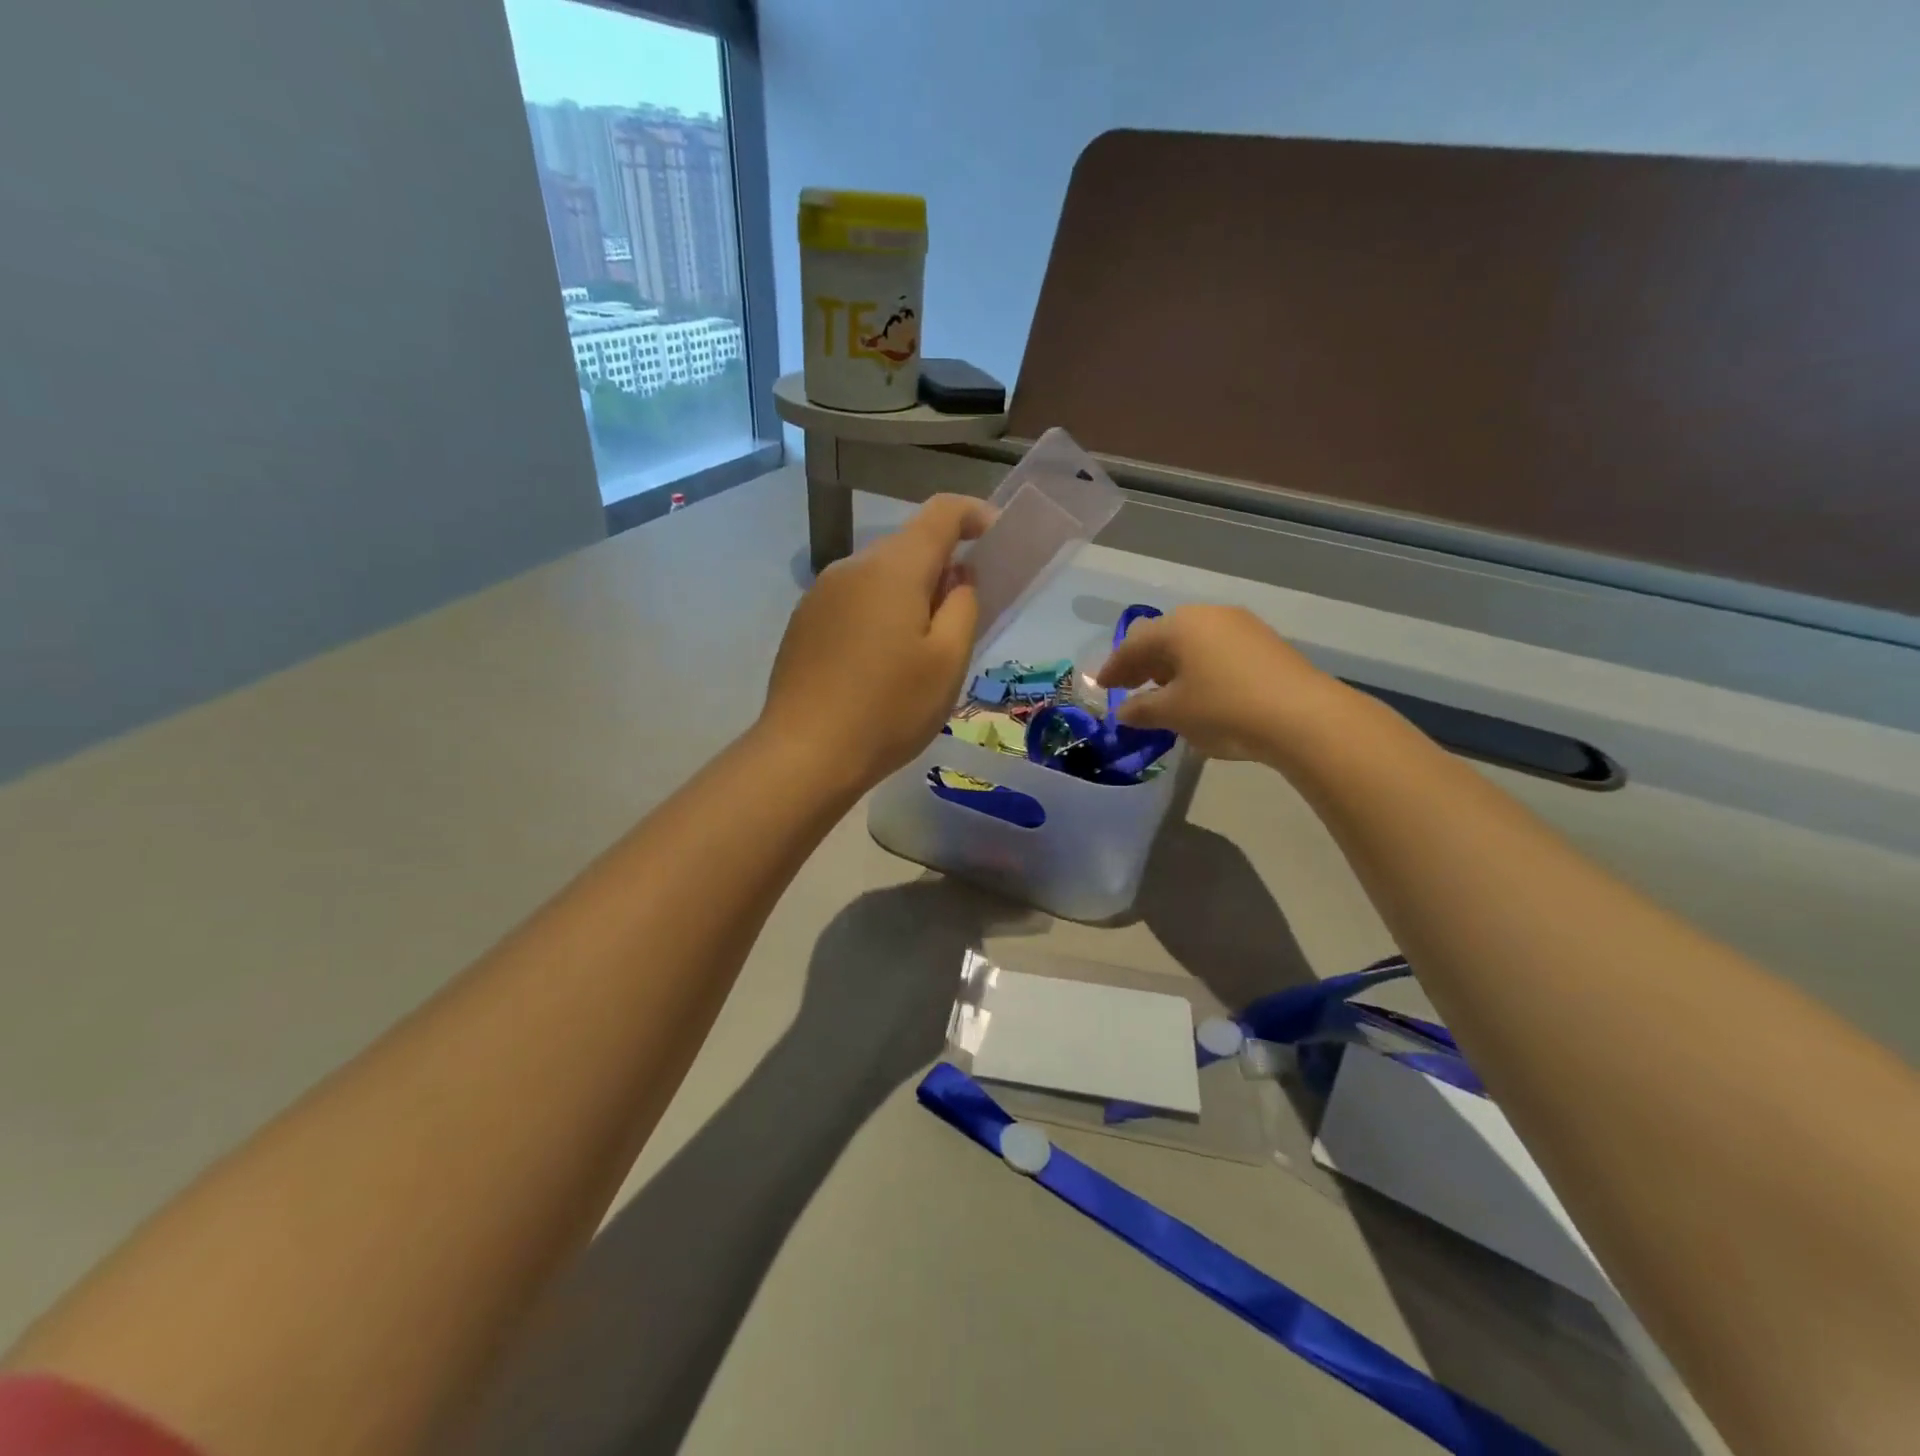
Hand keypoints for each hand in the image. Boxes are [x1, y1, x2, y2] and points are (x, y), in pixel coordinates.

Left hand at [761, 495, 991, 790]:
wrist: (806, 754)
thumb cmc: (889, 709)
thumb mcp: (948, 662)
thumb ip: (963, 607)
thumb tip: (957, 578)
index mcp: (893, 568)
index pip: (941, 513)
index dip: (975, 515)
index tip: (996, 538)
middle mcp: (852, 567)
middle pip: (908, 547)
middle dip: (942, 569)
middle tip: (962, 619)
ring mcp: (820, 594)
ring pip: (879, 577)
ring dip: (908, 596)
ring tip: (919, 653)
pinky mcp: (803, 623)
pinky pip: (853, 602)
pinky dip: (878, 616)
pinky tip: (878, 666)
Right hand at [1095, 605, 1348, 763]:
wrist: (1302, 716)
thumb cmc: (1224, 709)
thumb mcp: (1174, 713)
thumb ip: (1142, 709)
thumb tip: (1125, 711)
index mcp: (1178, 626)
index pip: (1133, 644)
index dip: (1114, 667)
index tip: (1101, 687)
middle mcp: (1207, 615)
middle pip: (1163, 636)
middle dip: (1142, 663)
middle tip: (1129, 688)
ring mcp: (1240, 625)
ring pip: (1192, 641)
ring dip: (1171, 665)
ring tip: (1164, 692)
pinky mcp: (1264, 642)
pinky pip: (1216, 649)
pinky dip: (1199, 666)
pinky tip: (1200, 690)